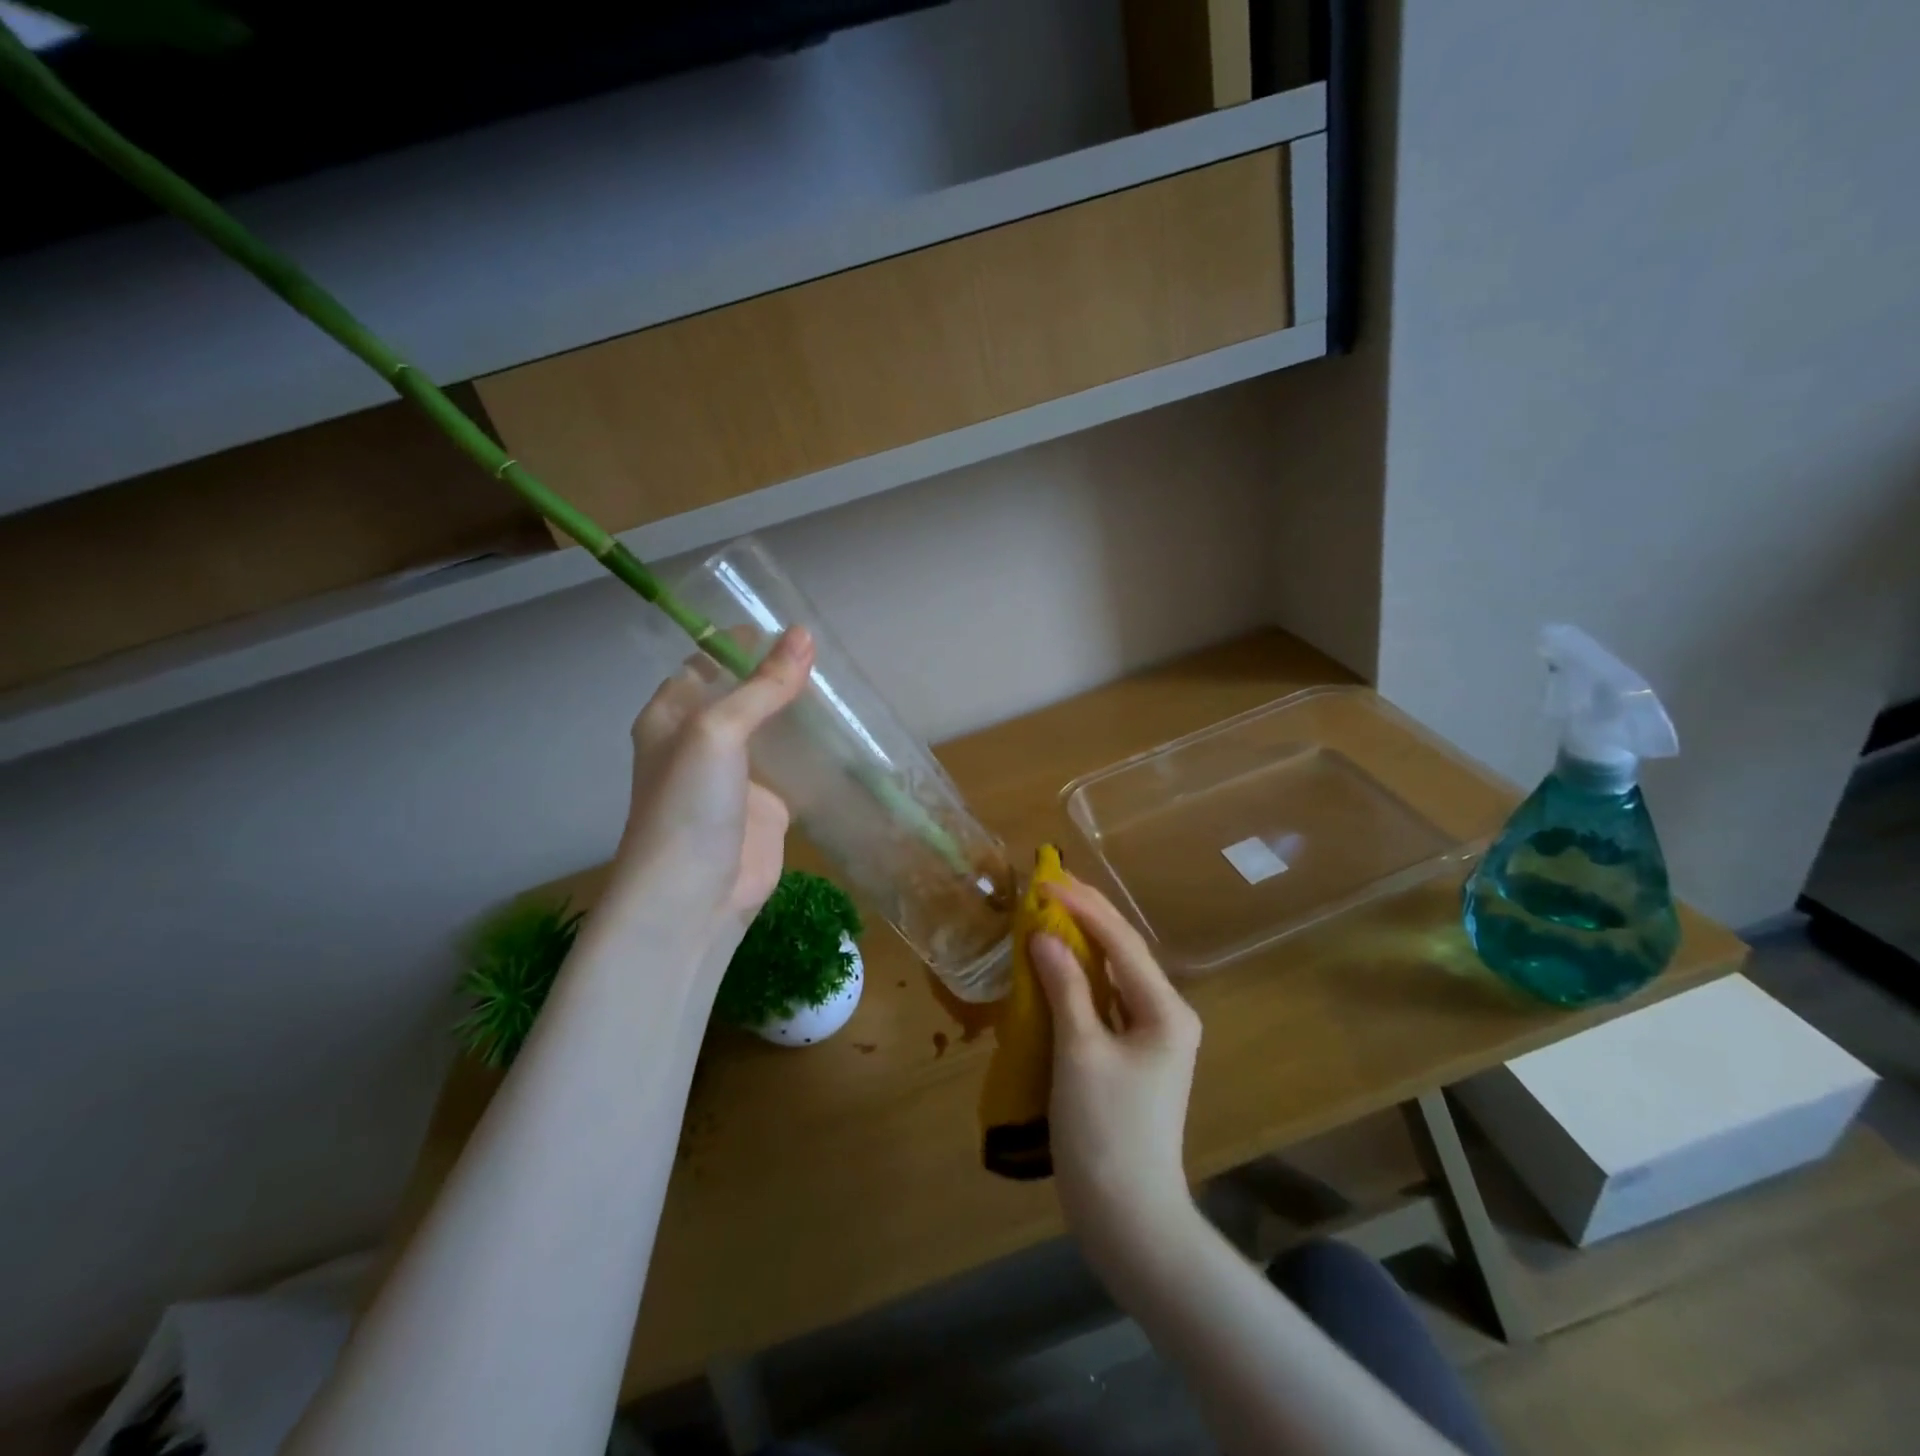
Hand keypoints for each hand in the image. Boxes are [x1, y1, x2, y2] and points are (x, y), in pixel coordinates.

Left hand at [608, 627, 815, 934]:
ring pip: (774, 730)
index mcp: (673, 715)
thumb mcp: (718, 733)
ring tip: (845, 684)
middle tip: (829, 652)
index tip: (788, 623)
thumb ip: (762, 686)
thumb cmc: (689, 805)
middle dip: (780, 674)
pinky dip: (818, 751)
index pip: (707, 662)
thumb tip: (804, 635)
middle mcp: (703, 740)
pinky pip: (796, 767)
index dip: (743, 641)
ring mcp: (738, 774)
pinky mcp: (770, 804)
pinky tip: (847, 733)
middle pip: (745, 694)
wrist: (694, 898)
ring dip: (801, 710)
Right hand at [1031, 877, 1203, 1267]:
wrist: (1129, 1218)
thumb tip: (1043, 936)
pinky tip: (1055, 968)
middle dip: (1087, 915)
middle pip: (1124, 952)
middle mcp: (1166, 1015)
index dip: (1082, 907)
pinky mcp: (1133, 1057)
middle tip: (1049, 883)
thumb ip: (1065, 988)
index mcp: (1165, 1010)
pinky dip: (1079, 979)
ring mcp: (1152, 1038)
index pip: (1122, 941)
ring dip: (1082, 944)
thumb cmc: (1106, 1132)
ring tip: (1049, 913)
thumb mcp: (1080, 1053)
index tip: (1045, 881)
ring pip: (1114, 976)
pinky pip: (1106, 1003)